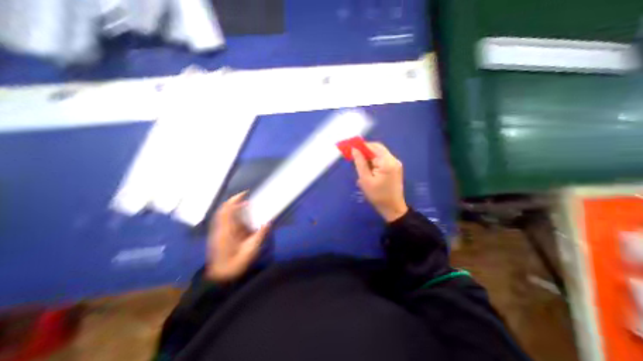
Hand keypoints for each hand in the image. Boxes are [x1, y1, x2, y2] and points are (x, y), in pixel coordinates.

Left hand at [207, 193, 269, 283]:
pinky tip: (241, 220)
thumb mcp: (251, 250)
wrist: (221, 277)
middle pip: (223, 210)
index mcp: (226, 231)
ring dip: (233, 210)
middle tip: (247, 200)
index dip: (235, 200)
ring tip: (246, 208)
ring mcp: (218, 233)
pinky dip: (232, 217)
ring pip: (223, 215)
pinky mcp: (218, 236)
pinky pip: (224, 222)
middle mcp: (220, 229)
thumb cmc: (236, 263)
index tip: (245, 193)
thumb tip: (268, 222)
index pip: (227, 210)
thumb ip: (260, 235)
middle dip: (234, 202)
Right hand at [351, 141, 406, 222]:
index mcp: (387, 162)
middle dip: (365, 151)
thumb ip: (360, 163)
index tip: (351, 149)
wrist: (392, 208)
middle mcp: (393, 159)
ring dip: (369, 157)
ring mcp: (395, 163)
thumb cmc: (377, 196)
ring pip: (379, 154)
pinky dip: (374, 161)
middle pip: (377, 148)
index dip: (361, 145)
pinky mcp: (395, 168)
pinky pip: (382, 160)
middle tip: (354, 157)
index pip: (373, 147)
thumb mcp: (365, 180)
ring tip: (361, 166)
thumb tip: (354, 149)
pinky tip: (368, 170)